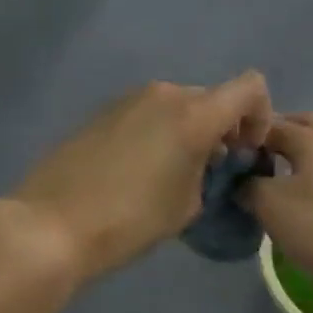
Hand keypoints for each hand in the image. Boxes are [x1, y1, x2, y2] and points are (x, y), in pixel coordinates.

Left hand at [9, 73, 273, 282]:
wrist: (53, 223)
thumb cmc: (130, 219)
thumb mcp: (186, 205)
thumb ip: (207, 172)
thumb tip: (202, 160)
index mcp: (193, 113)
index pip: (249, 88)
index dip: (259, 116)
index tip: (243, 153)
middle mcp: (163, 94)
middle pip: (210, 98)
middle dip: (220, 128)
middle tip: (209, 170)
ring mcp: (127, 99)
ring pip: (175, 106)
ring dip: (186, 130)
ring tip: (170, 174)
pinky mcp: (101, 112)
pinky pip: (145, 114)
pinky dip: (156, 132)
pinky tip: (136, 170)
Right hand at [243, 112, 312, 290]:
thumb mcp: (271, 206)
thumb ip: (248, 187)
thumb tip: (242, 182)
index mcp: (310, 138)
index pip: (269, 124)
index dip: (245, 136)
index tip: (226, 156)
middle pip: (303, 126)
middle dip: (277, 135)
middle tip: (254, 158)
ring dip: (298, 158)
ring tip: (277, 183)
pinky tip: (307, 202)